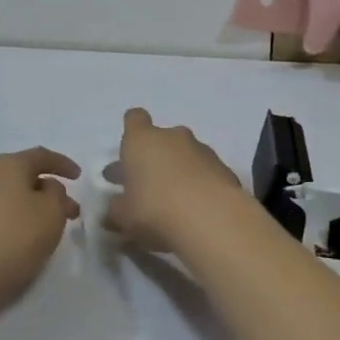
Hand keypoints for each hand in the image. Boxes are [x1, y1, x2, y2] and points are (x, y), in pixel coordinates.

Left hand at [0, 147, 81, 313]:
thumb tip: (46, 188)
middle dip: (49, 190)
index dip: (62, 164)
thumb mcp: (52, 212)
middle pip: (24, 176)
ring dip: (33, 206)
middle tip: (69, 210)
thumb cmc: (15, 237)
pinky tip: (24, 238)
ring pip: (11, 195)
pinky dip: (16, 219)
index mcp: (7, 165)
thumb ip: (57, 193)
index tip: (79, 177)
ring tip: (50, 227)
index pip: (40, 156)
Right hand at [106, 108, 242, 253]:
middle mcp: (173, 137)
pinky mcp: (225, 169)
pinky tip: (196, 212)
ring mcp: (202, 150)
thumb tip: (113, 208)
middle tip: (145, 187)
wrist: (212, 219)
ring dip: (178, 172)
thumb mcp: (123, 216)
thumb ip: (115, 209)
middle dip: (154, 159)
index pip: (134, 119)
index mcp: (142, 140)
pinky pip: (206, 173)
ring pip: (185, 155)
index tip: (128, 153)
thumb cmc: (155, 209)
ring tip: (172, 204)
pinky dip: (200, 186)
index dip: (131, 132)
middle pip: (161, 139)